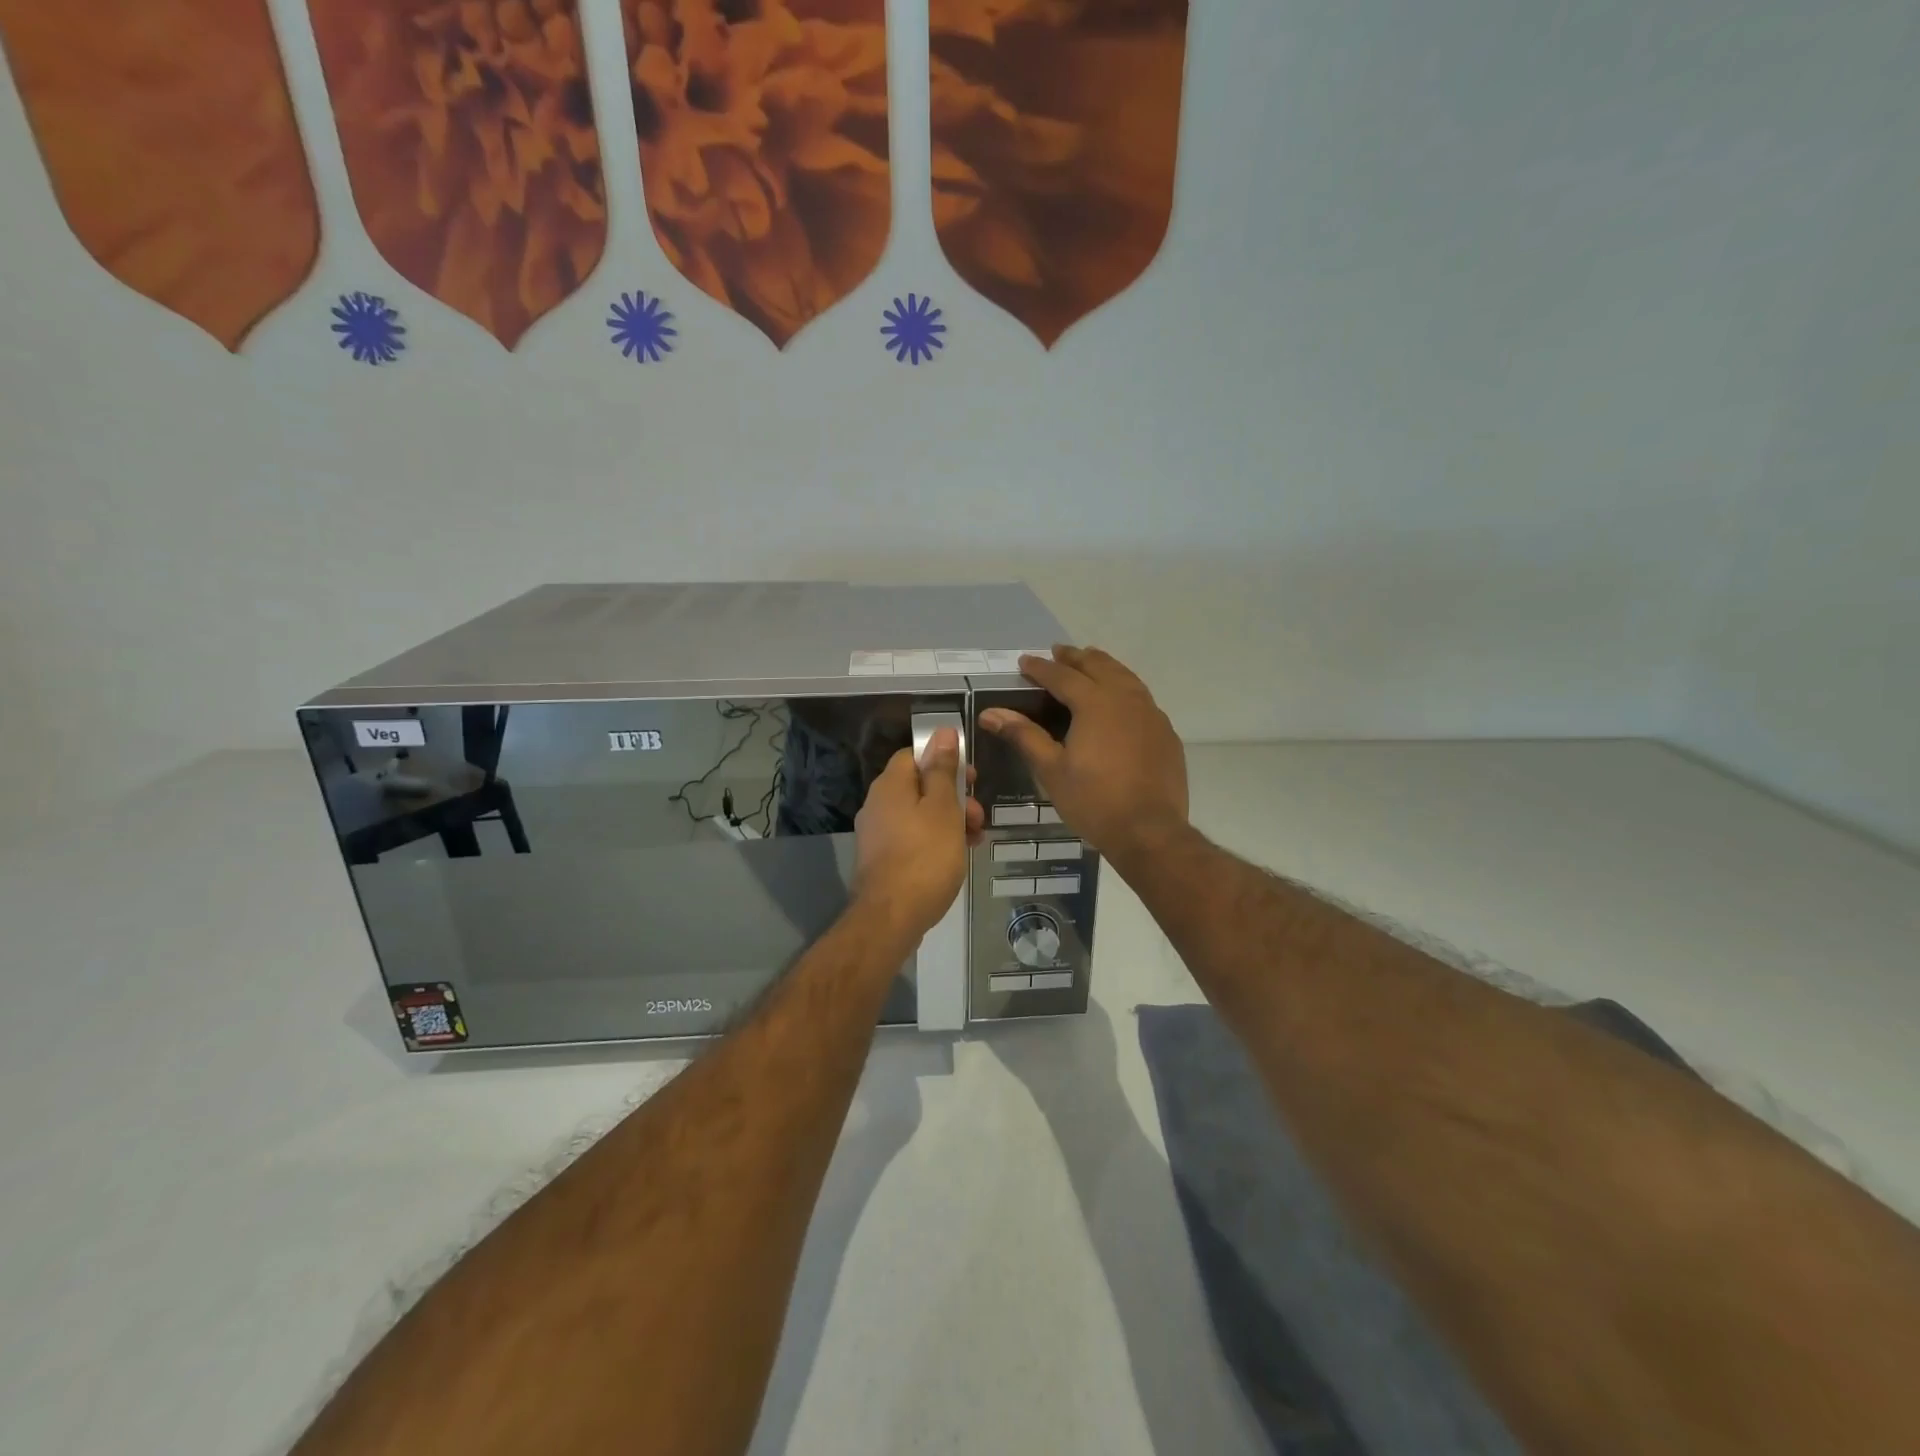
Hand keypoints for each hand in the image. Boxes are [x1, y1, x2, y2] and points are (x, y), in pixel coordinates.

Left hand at [853, 729, 985, 937]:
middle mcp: (878, 804)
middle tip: (978, 815)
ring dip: (949, 821)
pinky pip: (913, 838)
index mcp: (890, 785)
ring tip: (974, 840)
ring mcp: (877, 834)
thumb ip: (943, 769)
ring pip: (919, 815)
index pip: (915, 755)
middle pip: (919, 786)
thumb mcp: (942, 808)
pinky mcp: (882, 859)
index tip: (971, 777)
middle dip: (953, 796)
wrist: (891, 917)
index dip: (944, 760)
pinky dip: (935, 841)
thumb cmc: (924, 856)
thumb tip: (942, 732)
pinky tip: (956, 857)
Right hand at [979, 645, 1188, 867]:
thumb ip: (1024, 735)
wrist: (1150, 831)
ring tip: (1090, 663)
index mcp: (1095, 703)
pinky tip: (1120, 700)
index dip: (1041, 668)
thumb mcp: (1051, 770)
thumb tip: (991, 713)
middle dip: (1075, 658)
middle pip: (1098, 666)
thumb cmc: (1094, 801)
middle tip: (1058, 652)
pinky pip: (1142, 698)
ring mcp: (1151, 714)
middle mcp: (1125, 699)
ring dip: (1104, 666)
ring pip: (1125, 677)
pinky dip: (1125, 688)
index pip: (1062, 676)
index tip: (1024, 661)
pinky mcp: (1165, 732)